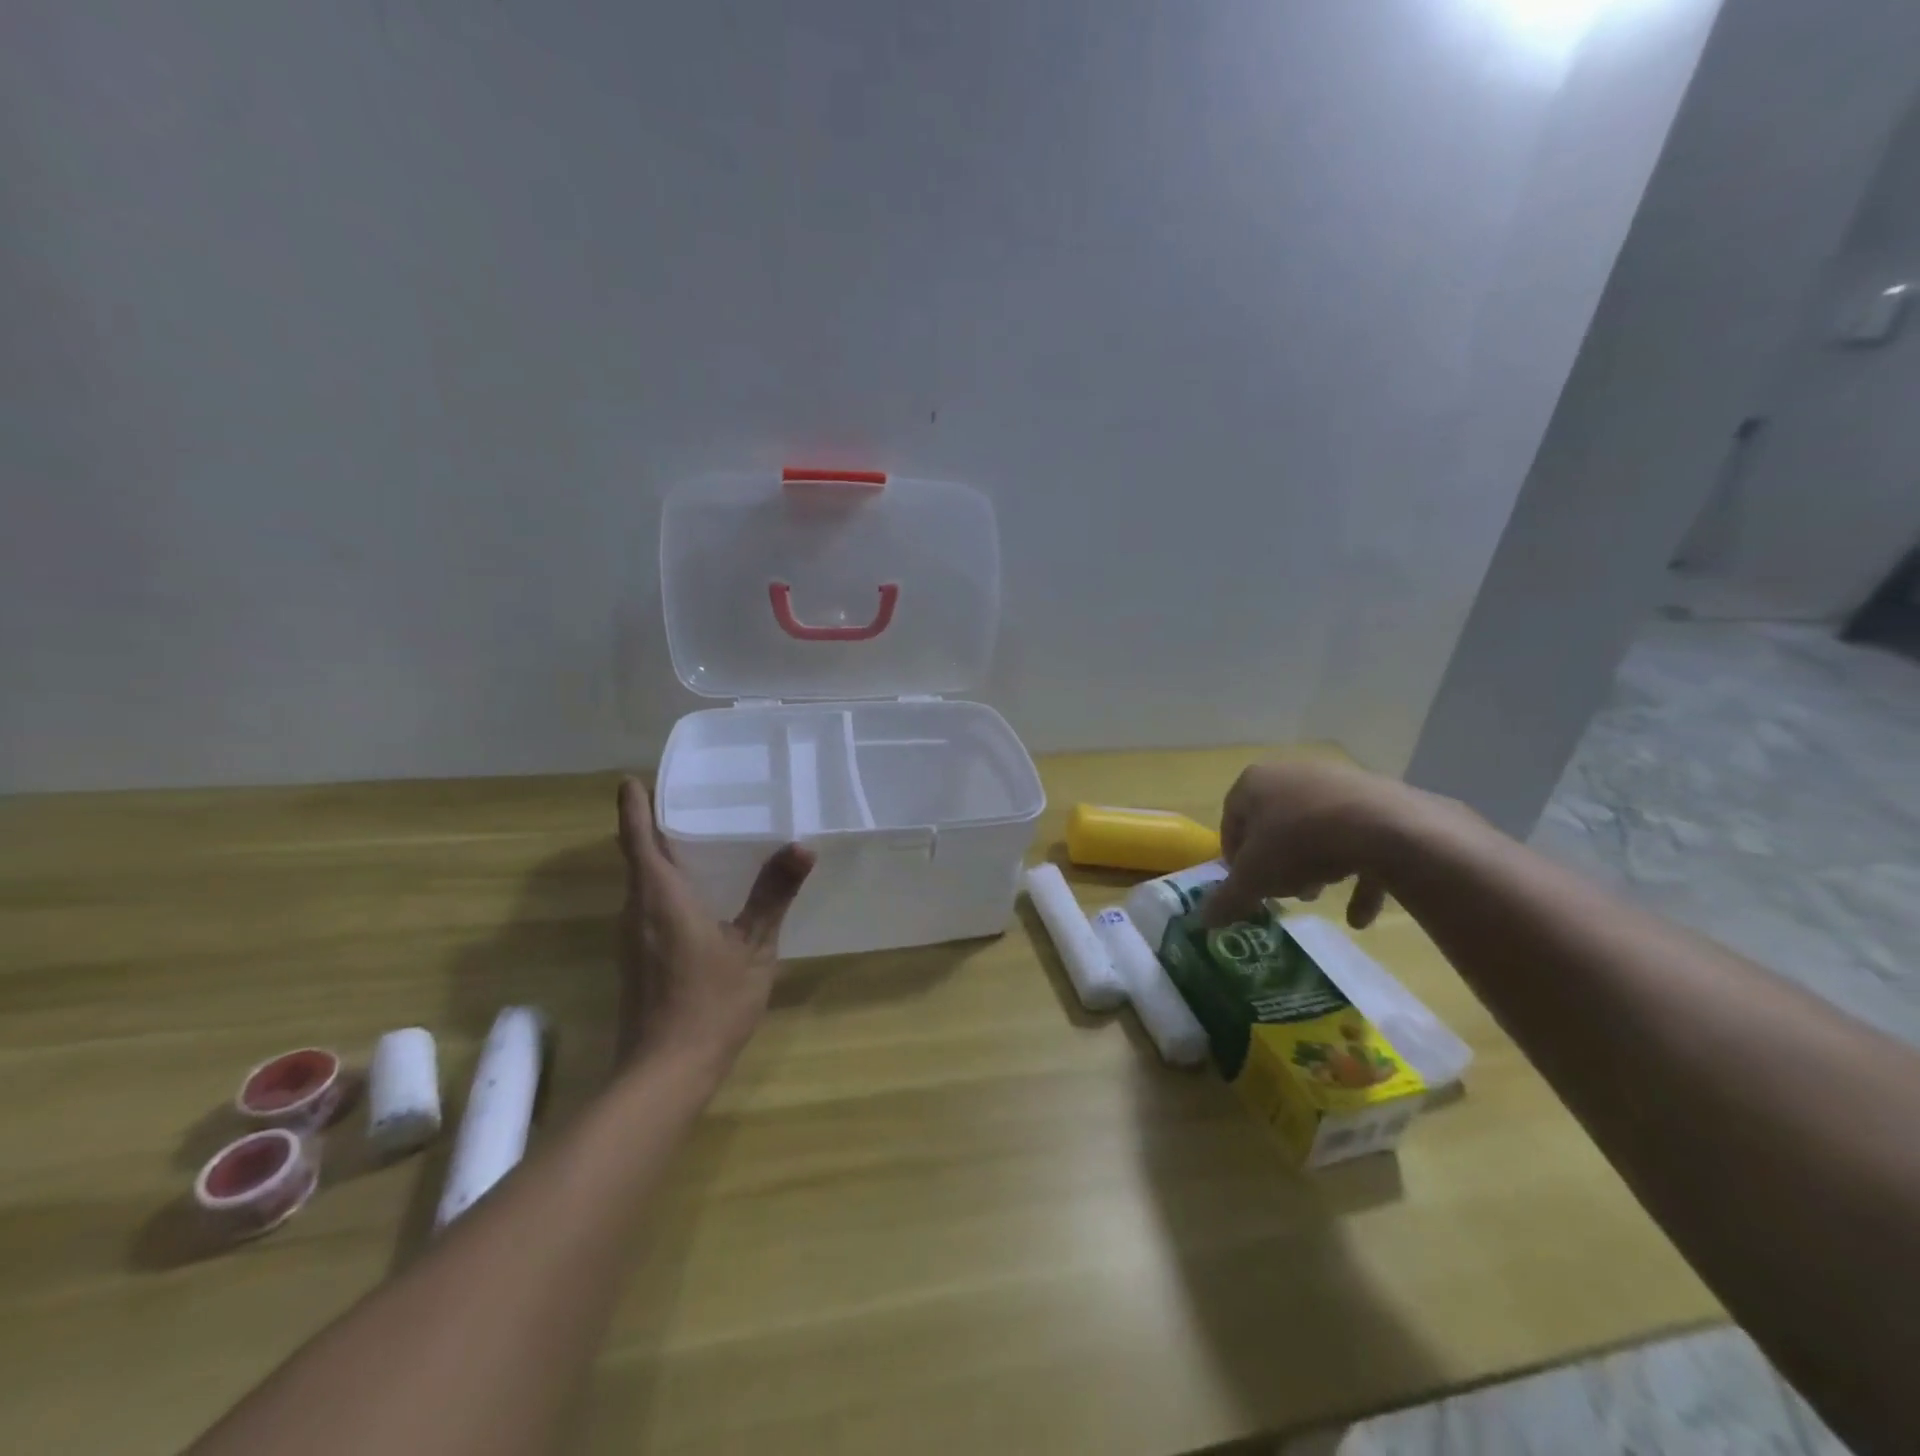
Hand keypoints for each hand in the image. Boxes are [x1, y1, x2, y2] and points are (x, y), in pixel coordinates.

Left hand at [614, 778, 814, 1072]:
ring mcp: (631, 938)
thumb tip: (802, 845)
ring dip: (659, 857)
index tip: (631, 779)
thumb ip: (773, 894)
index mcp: (659, 896)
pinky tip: (697, 894)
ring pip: (641, 884)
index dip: (633, 806)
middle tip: (684, 798)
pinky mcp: (636, 961)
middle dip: (652, 826)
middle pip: (637, 857)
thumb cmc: (710, 1002)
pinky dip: (664, 887)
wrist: (664, 1072)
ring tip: (695, 837)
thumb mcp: (753, 946)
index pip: (638, 837)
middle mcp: (636, 910)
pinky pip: (646, 907)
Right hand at [1204, 760, 1454, 929]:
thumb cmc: (1299, 844)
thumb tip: (1203, 920)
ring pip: (1316, 829)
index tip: (1244, 886)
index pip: (1231, 820)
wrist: (1383, 827)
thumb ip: (1227, 899)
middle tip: (1283, 892)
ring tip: (1319, 895)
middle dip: (1277, 863)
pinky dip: (1358, 873)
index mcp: (1254, 783)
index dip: (1235, 858)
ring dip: (1314, 866)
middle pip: (1275, 824)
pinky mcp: (1377, 799)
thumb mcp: (1254, 879)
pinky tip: (1360, 915)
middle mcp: (1291, 774)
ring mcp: (1337, 783)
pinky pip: (1359, 838)